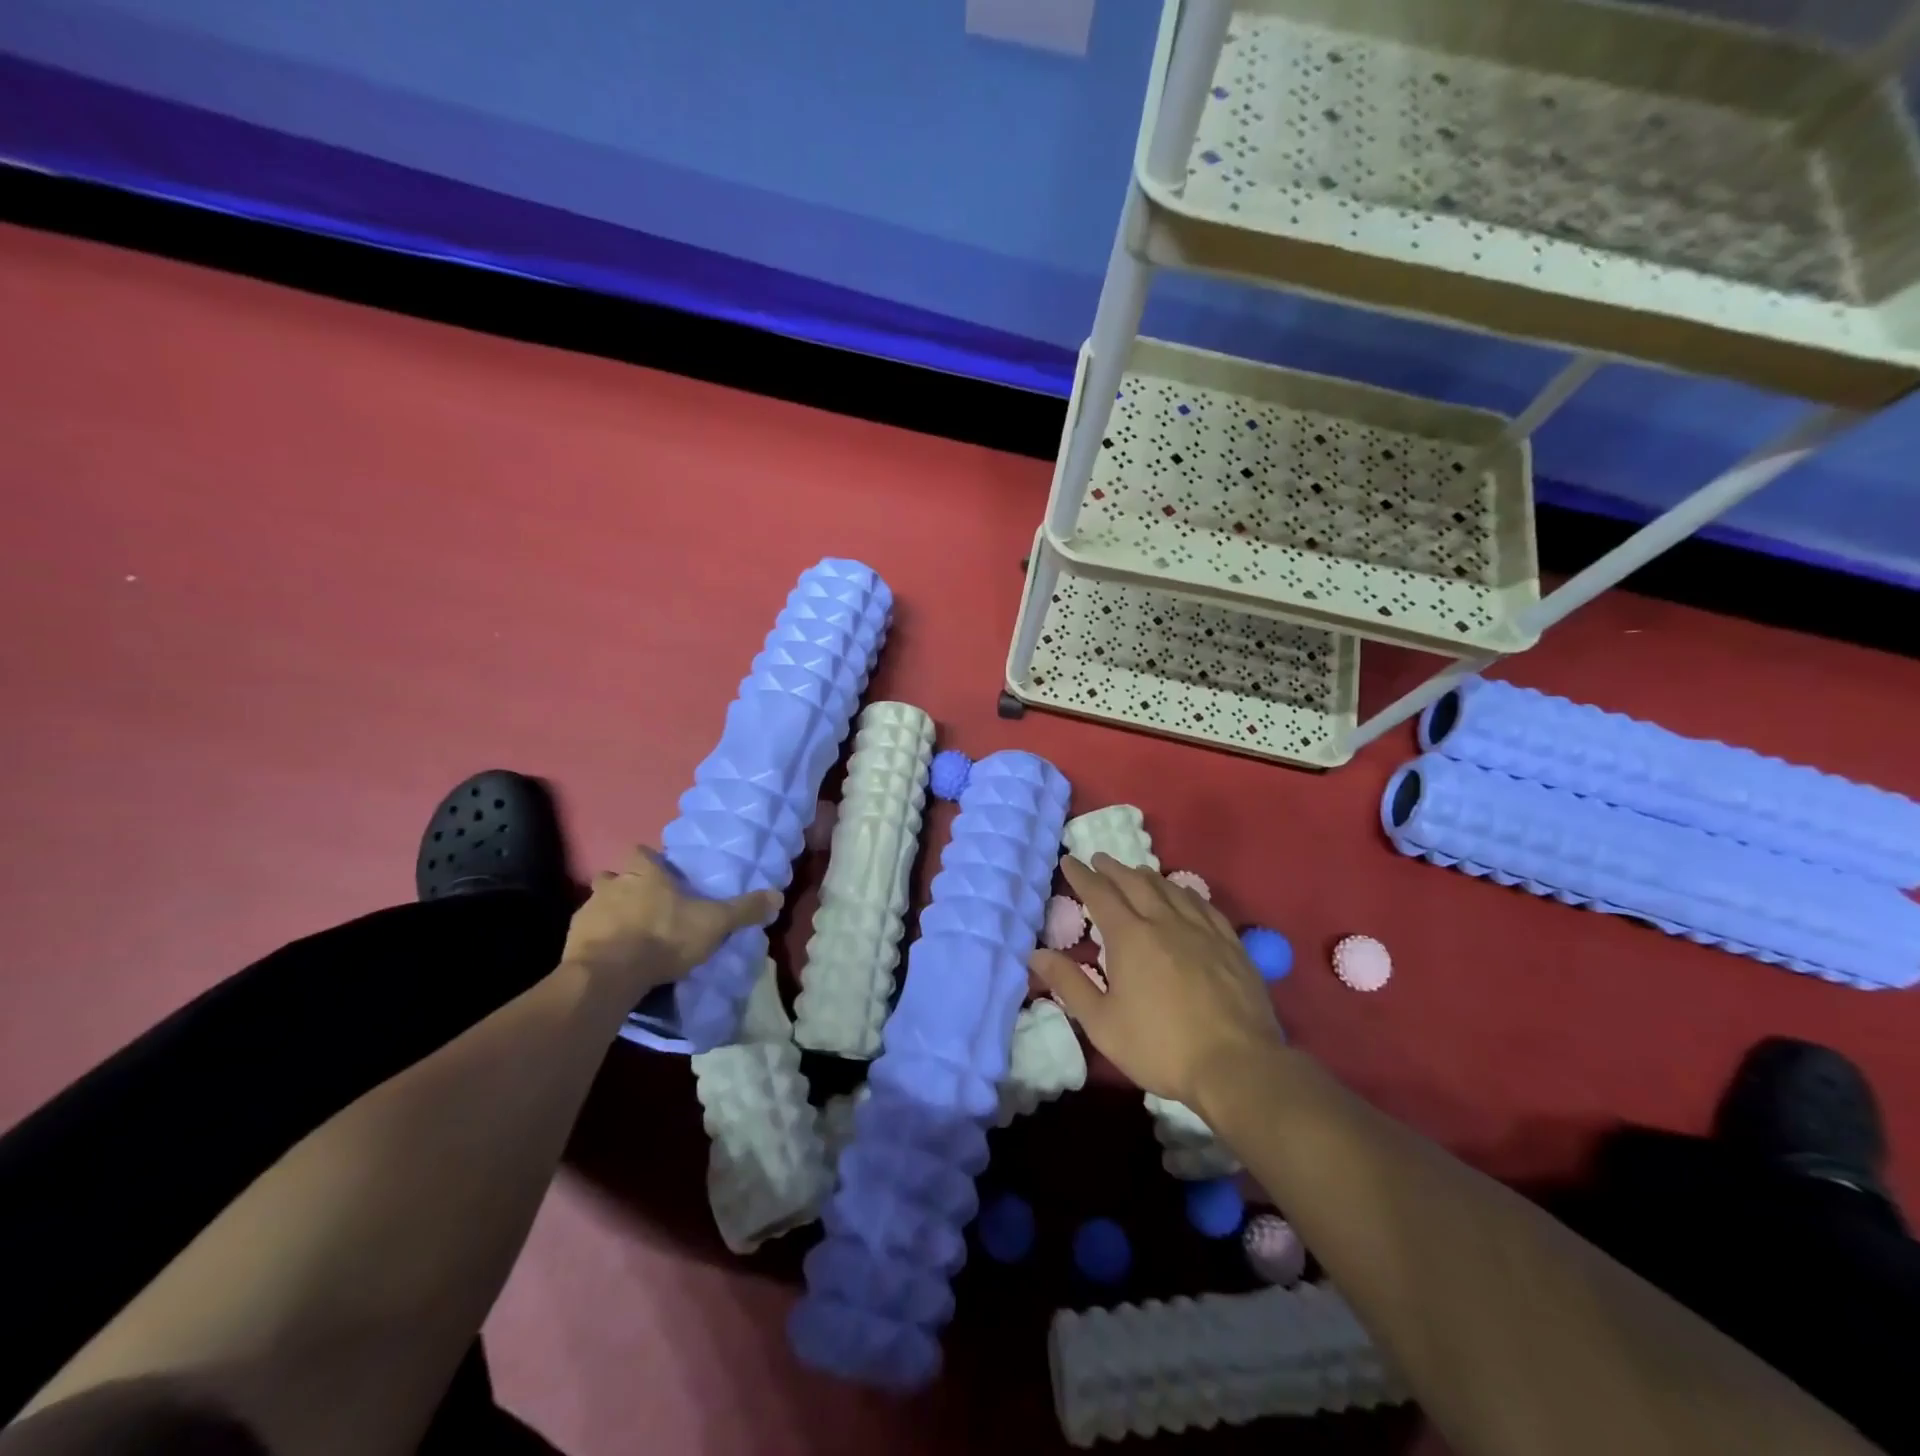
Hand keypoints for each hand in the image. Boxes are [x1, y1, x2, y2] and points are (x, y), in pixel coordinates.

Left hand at [560, 847, 778, 995]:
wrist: (609, 974)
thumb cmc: (664, 937)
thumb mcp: (714, 923)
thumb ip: (743, 909)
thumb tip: (778, 895)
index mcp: (645, 873)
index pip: (641, 852)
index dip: (648, 861)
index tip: (658, 873)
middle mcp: (613, 884)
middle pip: (613, 876)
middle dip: (623, 886)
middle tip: (641, 904)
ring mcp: (588, 911)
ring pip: (597, 903)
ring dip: (608, 913)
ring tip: (625, 933)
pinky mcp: (572, 940)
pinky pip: (585, 933)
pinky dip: (596, 941)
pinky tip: (609, 957)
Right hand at [1030, 854, 1283, 1107]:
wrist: (1237, 1065)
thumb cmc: (1160, 1046)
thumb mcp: (1102, 1023)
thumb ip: (1069, 984)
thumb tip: (1035, 954)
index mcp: (1130, 937)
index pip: (1100, 894)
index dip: (1082, 876)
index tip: (1069, 861)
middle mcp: (1165, 921)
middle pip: (1135, 883)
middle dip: (1113, 868)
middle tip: (1099, 860)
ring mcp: (1202, 930)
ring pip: (1170, 889)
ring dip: (1148, 876)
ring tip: (1137, 872)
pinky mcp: (1230, 943)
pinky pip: (1203, 904)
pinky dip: (1185, 892)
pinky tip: (1184, 895)